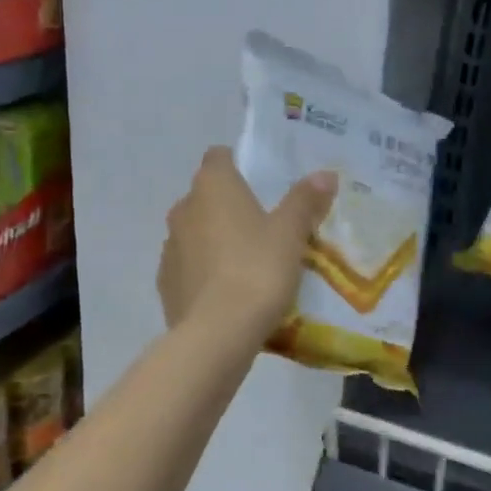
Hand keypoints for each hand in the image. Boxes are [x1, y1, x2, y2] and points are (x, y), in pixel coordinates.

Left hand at [158, 147, 335, 337]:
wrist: (217, 333)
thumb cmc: (258, 270)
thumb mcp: (291, 234)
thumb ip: (305, 201)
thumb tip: (325, 174)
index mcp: (212, 187)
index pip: (218, 157)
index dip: (238, 165)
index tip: (260, 184)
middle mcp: (184, 209)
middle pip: (206, 196)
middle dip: (229, 207)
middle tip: (263, 228)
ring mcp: (169, 247)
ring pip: (194, 233)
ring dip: (215, 240)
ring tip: (246, 264)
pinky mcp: (165, 283)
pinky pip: (188, 267)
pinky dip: (204, 272)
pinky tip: (227, 293)